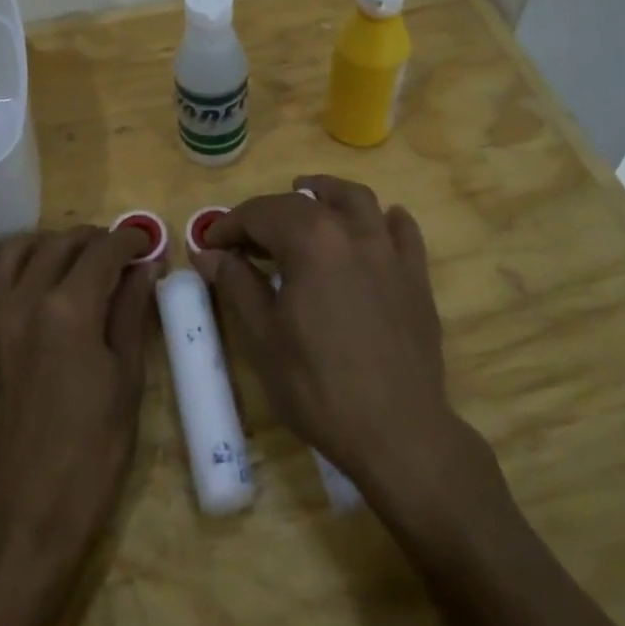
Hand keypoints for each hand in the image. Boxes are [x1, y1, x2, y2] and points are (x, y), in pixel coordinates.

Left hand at [0, 225, 159, 568]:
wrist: (18, 517)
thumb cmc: (89, 455)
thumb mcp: (126, 382)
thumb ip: (131, 314)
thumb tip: (145, 268)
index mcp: (69, 310)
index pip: (103, 251)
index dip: (129, 239)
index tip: (144, 242)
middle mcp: (22, 301)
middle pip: (58, 244)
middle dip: (92, 239)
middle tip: (113, 252)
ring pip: (10, 253)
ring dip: (43, 245)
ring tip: (64, 258)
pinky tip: (14, 290)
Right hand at [192, 176, 458, 496]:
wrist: (397, 432)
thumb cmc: (319, 387)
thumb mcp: (263, 338)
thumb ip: (237, 284)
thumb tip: (209, 254)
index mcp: (311, 242)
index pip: (261, 214)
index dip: (230, 224)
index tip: (210, 245)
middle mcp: (352, 232)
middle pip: (304, 203)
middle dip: (267, 213)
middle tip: (245, 240)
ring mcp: (389, 251)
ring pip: (358, 200)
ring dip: (327, 193)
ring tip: (309, 196)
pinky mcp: (415, 276)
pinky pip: (403, 231)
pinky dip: (384, 220)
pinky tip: (376, 225)